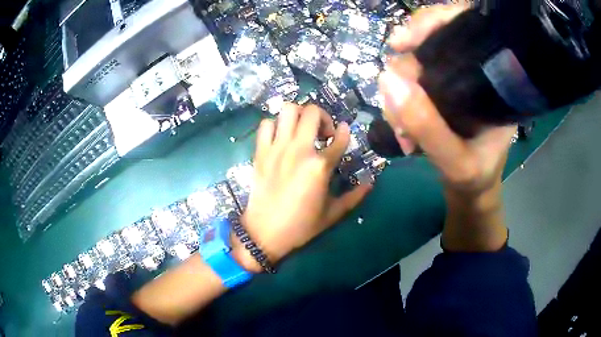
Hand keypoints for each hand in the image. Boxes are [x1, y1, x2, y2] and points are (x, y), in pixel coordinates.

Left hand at [233, 104, 371, 271]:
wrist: (264, 233)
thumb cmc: (301, 226)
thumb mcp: (332, 214)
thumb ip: (354, 196)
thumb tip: (371, 182)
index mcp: (320, 166)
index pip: (339, 138)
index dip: (344, 132)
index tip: (344, 131)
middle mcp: (299, 150)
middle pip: (312, 112)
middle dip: (323, 117)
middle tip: (322, 132)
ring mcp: (277, 148)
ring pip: (287, 110)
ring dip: (299, 115)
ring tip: (302, 130)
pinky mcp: (260, 152)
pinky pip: (266, 125)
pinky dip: (275, 125)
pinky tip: (280, 137)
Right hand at [380, 4, 516, 195]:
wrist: (472, 189)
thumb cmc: (476, 179)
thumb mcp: (456, 163)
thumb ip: (428, 128)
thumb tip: (387, 80)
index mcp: (493, 80)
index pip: (465, 28)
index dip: (433, 21)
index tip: (402, 42)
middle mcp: (473, 72)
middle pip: (430, 44)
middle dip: (405, 74)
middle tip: (399, 115)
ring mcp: (453, 80)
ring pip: (413, 63)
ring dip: (398, 93)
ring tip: (401, 131)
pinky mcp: (438, 91)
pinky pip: (409, 81)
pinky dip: (398, 99)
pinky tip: (401, 124)